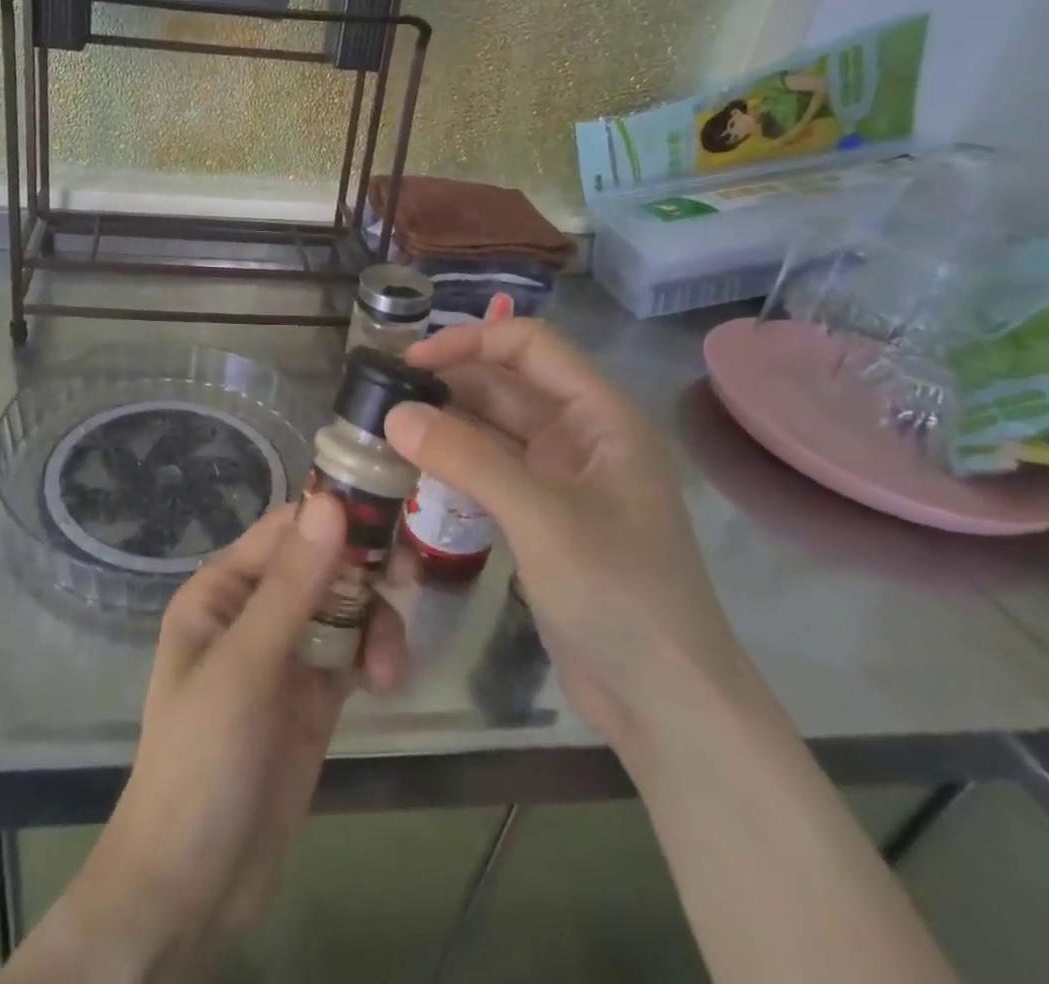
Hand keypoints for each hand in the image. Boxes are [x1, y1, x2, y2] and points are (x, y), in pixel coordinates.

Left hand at [6, 495, 408, 979]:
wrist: (193, 884)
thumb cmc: (203, 758)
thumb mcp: (245, 665)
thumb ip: (292, 585)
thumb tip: (331, 500)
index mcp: (224, 588)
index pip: (286, 528)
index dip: (335, 515)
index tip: (391, 515)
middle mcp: (256, 609)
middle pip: (324, 563)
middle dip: (365, 571)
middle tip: (408, 579)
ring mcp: (287, 652)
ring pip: (346, 607)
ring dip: (376, 623)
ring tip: (389, 668)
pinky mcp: (315, 694)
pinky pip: (355, 651)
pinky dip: (376, 656)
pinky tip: (387, 682)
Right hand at [384, 318, 752, 753]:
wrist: (667, 706)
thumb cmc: (619, 596)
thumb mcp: (542, 518)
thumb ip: (468, 459)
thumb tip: (395, 413)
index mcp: (602, 416)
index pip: (530, 347)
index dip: (470, 342)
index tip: (412, 361)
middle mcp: (582, 437)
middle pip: (507, 385)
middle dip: (449, 383)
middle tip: (382, 394)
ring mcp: (561, 479)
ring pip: (493, 429)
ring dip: (446, 423)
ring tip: (386, 427)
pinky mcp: (541, 517)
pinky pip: (490, 471)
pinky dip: (453, 463)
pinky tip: (413, 467)